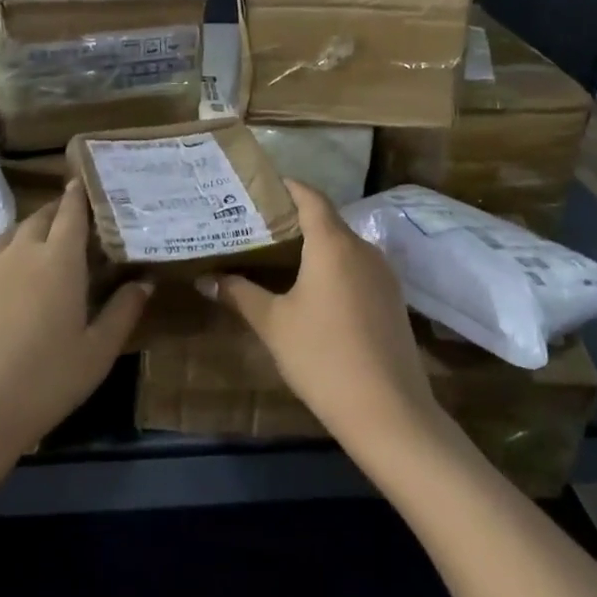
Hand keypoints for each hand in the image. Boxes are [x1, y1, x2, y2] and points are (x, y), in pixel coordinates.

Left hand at [0, 181, 151, 465]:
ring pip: (10, 237)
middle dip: (57, 210)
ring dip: (30, 233)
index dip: (80, 194)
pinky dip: (6, 262)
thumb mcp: (97, 353)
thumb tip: (144, 282)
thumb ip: (123, 312)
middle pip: (39, 217)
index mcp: (58, 261)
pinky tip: (10, 290)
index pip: (71, 212)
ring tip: (44, 248)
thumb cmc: (43, 382)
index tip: (87, 181)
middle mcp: (19, 254)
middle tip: (75, 219)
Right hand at [204, 181, 444, 457]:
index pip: (310, 197)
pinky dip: (334, 267)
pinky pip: (358, 268)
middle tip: (257, 225)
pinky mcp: (392, 299)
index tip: (260, 187)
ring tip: (278, 256)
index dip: (287, 187)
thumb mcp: (273, 324)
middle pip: (327, 220)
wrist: (388, 409)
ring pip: (344, 246)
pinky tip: (312, 290)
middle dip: (294, 219)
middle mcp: (363, 248)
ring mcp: (383, 274)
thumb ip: (239, 294)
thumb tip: (204, 279)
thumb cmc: (322, 356)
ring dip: (315, 246)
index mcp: (334, 243)